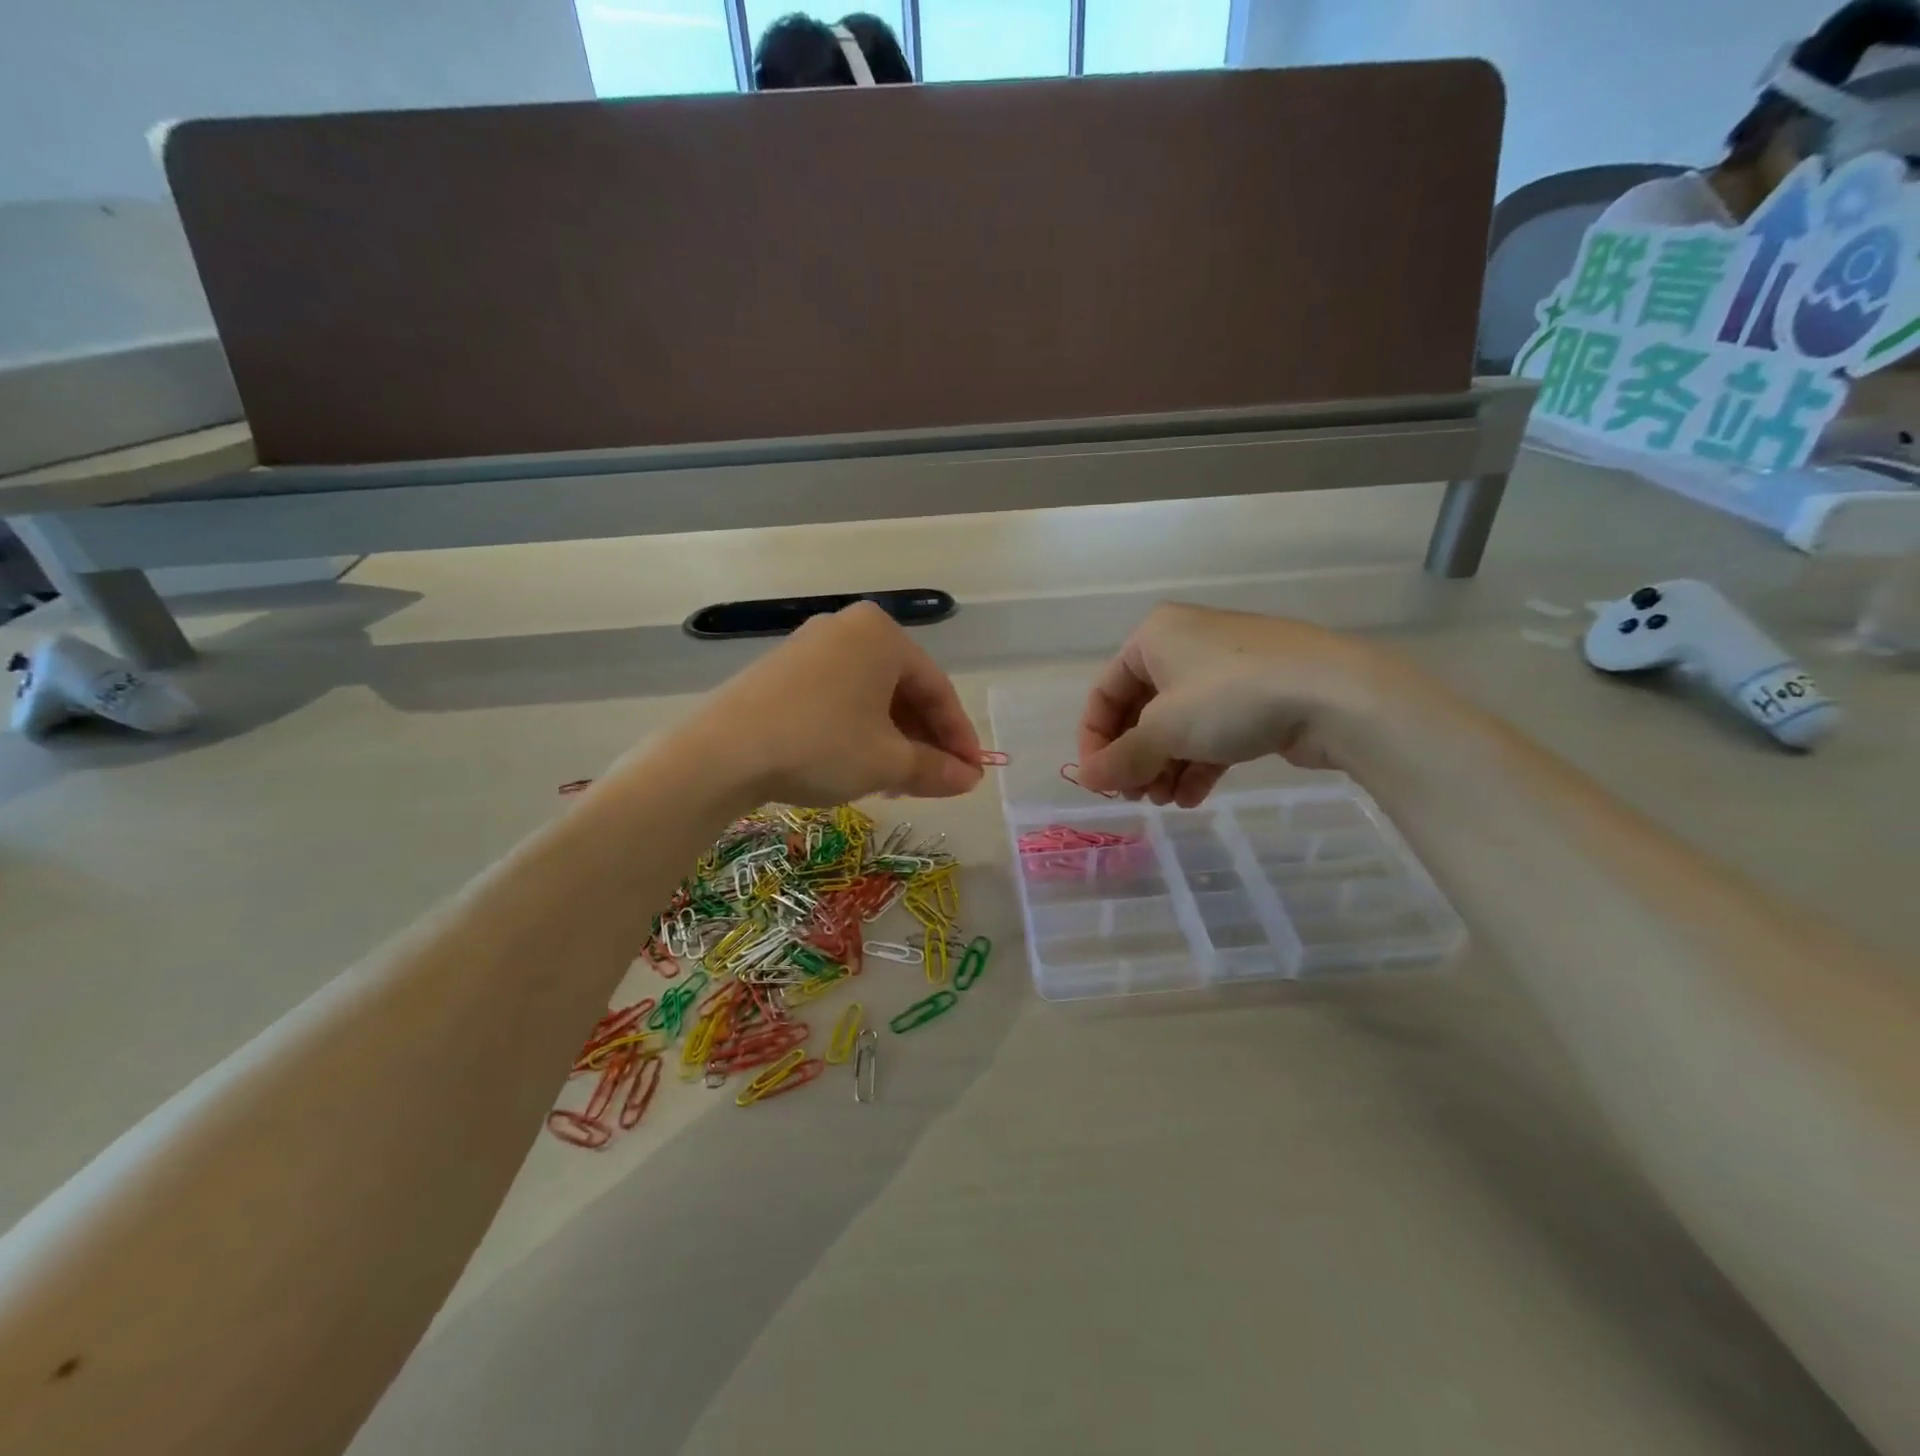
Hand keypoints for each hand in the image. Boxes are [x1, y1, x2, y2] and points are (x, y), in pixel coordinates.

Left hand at [685, 602, 983, 806]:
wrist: (722, 753)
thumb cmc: (821, 745)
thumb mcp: (887, 762)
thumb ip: (934, 768)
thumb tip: (969, 779)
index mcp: (883, 635)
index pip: (938, 688)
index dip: (960, 736)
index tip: (973, 772)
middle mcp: (849, 628)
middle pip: (904, 689)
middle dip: (925, 738)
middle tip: (938, 779)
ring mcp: (811, 645)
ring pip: (870, 695)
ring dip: (893, 738)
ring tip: (901, 780)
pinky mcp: (783, 669)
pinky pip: (839, 697)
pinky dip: (859, 729)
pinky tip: (860, 764)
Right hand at [1076, 603, 1411, 804]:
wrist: (1335, 694)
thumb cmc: (1230, 698)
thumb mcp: (1164, 730)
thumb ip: (1121, 758)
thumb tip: (1086, 780)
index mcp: (1154, 636)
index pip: (1104, 692)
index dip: (1094, 740)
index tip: (1099, 782)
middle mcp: (1185, 645)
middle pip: (1141, 711)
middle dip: (1135, 758)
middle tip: (1135, 797)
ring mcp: (1225, 670)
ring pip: (1178, 724)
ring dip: (1164, 767)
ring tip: (1165, 802)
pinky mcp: (1257, 695)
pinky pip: (1212, 730)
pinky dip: (1197, 763)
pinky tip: (1194, 798)